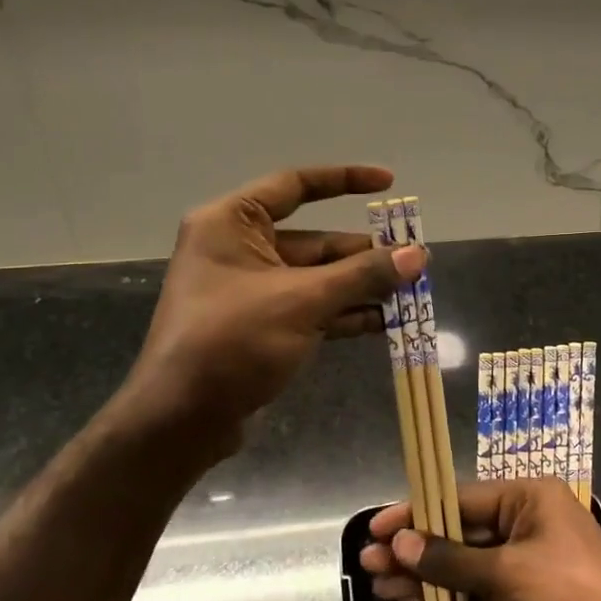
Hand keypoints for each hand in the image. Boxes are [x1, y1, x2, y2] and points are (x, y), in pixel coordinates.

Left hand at [116, 165, 425, 451]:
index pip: (295, 186)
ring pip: (316, 278)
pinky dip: (343, 312)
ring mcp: (249, 290)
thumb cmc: (233, 342)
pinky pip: (309, 307)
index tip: (388, 183)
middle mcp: (238, 248)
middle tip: (414, 260)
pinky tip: (384, 321)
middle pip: (314, 240)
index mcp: (231, 223)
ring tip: (410, 292)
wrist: (182, 420)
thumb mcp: (302, 302)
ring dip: (360, 286)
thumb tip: (418, 255)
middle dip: (363, 253)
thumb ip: (362, 275)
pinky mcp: (259, 326)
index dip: (344, 180)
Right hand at [359, 478, 600, 600]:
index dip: (416, 513)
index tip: (376, 528)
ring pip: (462, 566)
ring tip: (379, 588)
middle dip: (414, 549)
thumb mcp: (508, 574)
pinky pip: (475, 594)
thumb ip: (451, 560)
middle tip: (368, 563)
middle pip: (458, 532)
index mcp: (528, 498)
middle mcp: (525, 524)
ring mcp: (524, 566)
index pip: (459, 499)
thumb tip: (400, 543)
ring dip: (424, 578)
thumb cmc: (573, 597)